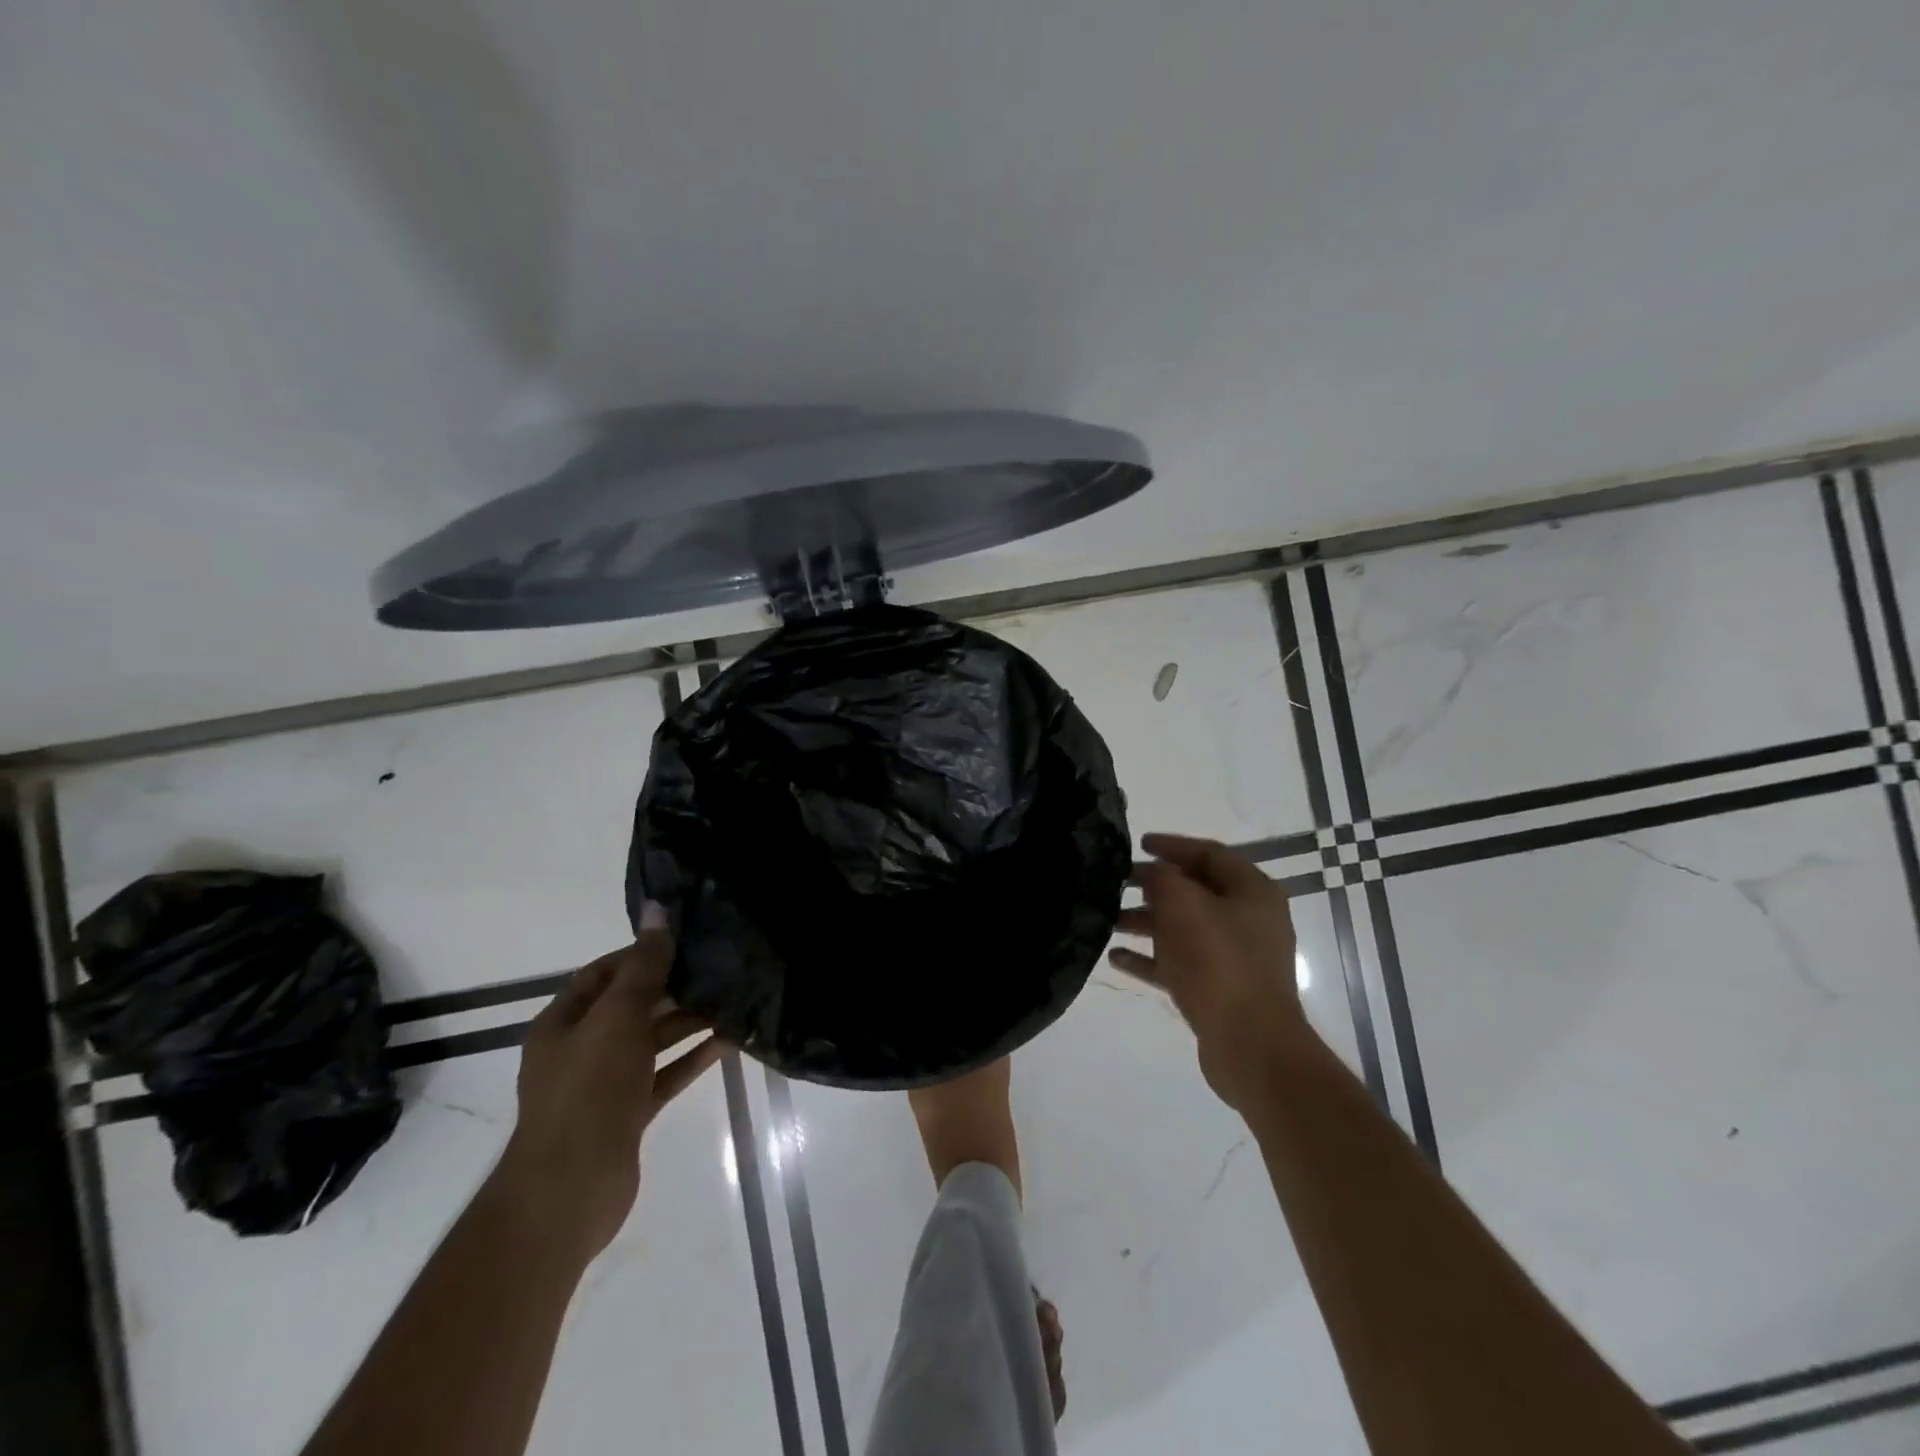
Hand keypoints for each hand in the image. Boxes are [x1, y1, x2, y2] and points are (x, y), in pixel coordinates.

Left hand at [492, 919, 722, 1260]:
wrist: (570, 1191)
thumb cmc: (589, 1091)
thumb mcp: (618, 1018)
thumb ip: (643, 966)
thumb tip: (657, 910)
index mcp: (563, 1023)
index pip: (603, 973)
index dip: (640, 953)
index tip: (684, 941)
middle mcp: (581, 1049)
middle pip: (631, 1006)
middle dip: (672, 987)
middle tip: (719, 967)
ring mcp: (605, 1084)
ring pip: (651, 1041)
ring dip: (687, 1021)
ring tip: (732, 999)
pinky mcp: (628, 1113)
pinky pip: (664, 1075)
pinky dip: (692, 1058)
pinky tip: (729, 1041)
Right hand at [1109, 833, 1315, 1113]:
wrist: (1251, 1046)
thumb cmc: (1218, 962)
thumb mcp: (1183, 906)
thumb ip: (1162, 879)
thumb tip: (1154, 874)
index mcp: (1251, 891)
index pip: (1208, 853)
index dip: (1172, 845)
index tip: (1138, 844)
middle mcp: (1248, 920)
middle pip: (1194, 891)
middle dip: (1153, 886)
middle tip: (1115, 881)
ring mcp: (1236, 958)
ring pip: (1183, 929)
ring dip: (1145, 922)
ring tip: (1106, 919)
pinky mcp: (1220, 990)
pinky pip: (1180, 963)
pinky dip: (1150, 958)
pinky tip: (1115, 957)